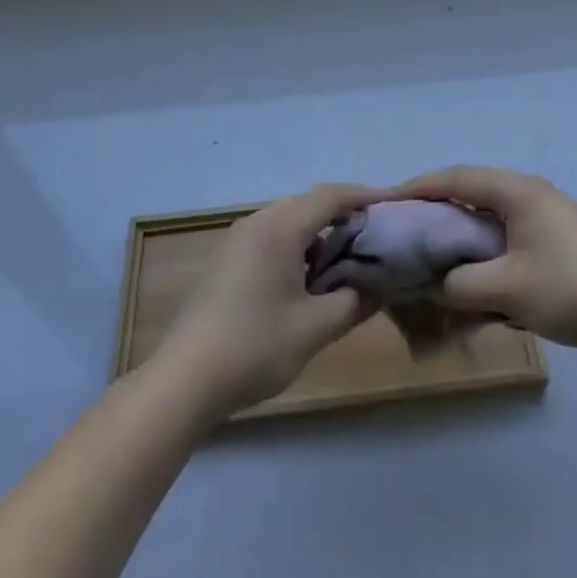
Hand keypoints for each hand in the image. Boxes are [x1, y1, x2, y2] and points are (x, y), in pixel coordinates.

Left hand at [150, 184, 382, 418]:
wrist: (183, 381)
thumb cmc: (254, 346)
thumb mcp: (314, 329)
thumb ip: (353, 302)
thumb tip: (380, 288)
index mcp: (280, 228)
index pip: (331, 196)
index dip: (365, 196)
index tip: (394, 203)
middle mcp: (257, 223)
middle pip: (309, 205)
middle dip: (344, 216)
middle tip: (375, 237)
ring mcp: (237, 241)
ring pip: (289, 222)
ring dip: (319, 235)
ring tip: (346, 262)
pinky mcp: (226, 262)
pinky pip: (271, 239)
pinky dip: (297, 248)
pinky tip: (308, 281)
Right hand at [392, 167, 576, 358]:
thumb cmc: (569, 289)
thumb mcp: (507, 289)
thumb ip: (462, 284)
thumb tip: (441, 284)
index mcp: (518, 191)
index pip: (458, 178)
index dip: (421, 186)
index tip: (389, 199)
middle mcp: (531, 193)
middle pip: (474, 191)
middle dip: (439, 206)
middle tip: (408, 227)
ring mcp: (549, 216)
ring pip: (492, 214)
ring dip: (464, 229)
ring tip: (435, 249)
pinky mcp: (559, 240)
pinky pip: (510, 234)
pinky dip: (487, 246)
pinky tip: (477, 272)